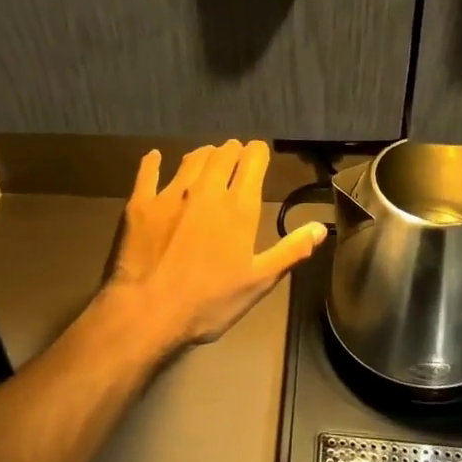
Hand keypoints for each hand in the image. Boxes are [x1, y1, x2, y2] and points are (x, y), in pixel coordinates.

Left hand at [106, 141, 326, 352]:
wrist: (147, 311)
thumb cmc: (208, 301)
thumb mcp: (258, 282)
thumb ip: (290, 251)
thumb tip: (320, 227)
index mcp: (238, 207)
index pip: (253, 160)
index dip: (257, 153)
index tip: (258, 154)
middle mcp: (206, 190)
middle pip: (223, 154)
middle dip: (232, 151)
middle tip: (234, 156)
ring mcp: (171, 193)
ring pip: (191, 159)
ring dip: (203, 155)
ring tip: (206, 158)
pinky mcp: (140, 203)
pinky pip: (148, 172)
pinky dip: (153, 162)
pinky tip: (155, 158)